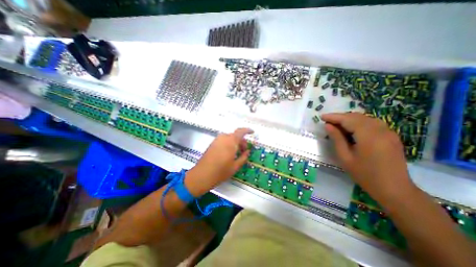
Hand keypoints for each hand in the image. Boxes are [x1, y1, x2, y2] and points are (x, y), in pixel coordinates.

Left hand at [182, 128, 251, 196]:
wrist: (202, 175)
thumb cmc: (221, 171)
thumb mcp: (235, 166)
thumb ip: (243, 157)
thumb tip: (248, 151)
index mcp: (231, 141)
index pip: (241, 131)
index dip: (247, 130)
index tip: (252, 132)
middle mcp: (223, 138)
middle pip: (235, 135)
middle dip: (242, 141)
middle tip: (244, 151)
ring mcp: (217, 140)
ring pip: (229, 138)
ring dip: (235, 143)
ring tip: (237, 153)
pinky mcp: (212, 144)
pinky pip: (223, 140)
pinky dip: (229, 144)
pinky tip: (229, 153)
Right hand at [321, 112, 415, 201]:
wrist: (394, 189)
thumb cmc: (365, 175)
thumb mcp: (345, 157)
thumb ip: (336, 139)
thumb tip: (328, 126)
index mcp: (369, 136)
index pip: (348, 120)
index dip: (334, 117)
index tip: (321, 117)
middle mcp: (380, 130)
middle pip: (357, 117)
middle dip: (340, 117)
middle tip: (327, 121)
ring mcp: (388, 132)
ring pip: (365, 118)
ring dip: (349, 119)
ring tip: (336, 124)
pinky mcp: (391, 136)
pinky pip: (372, 123)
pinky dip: (359, 122)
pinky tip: (351, 129)